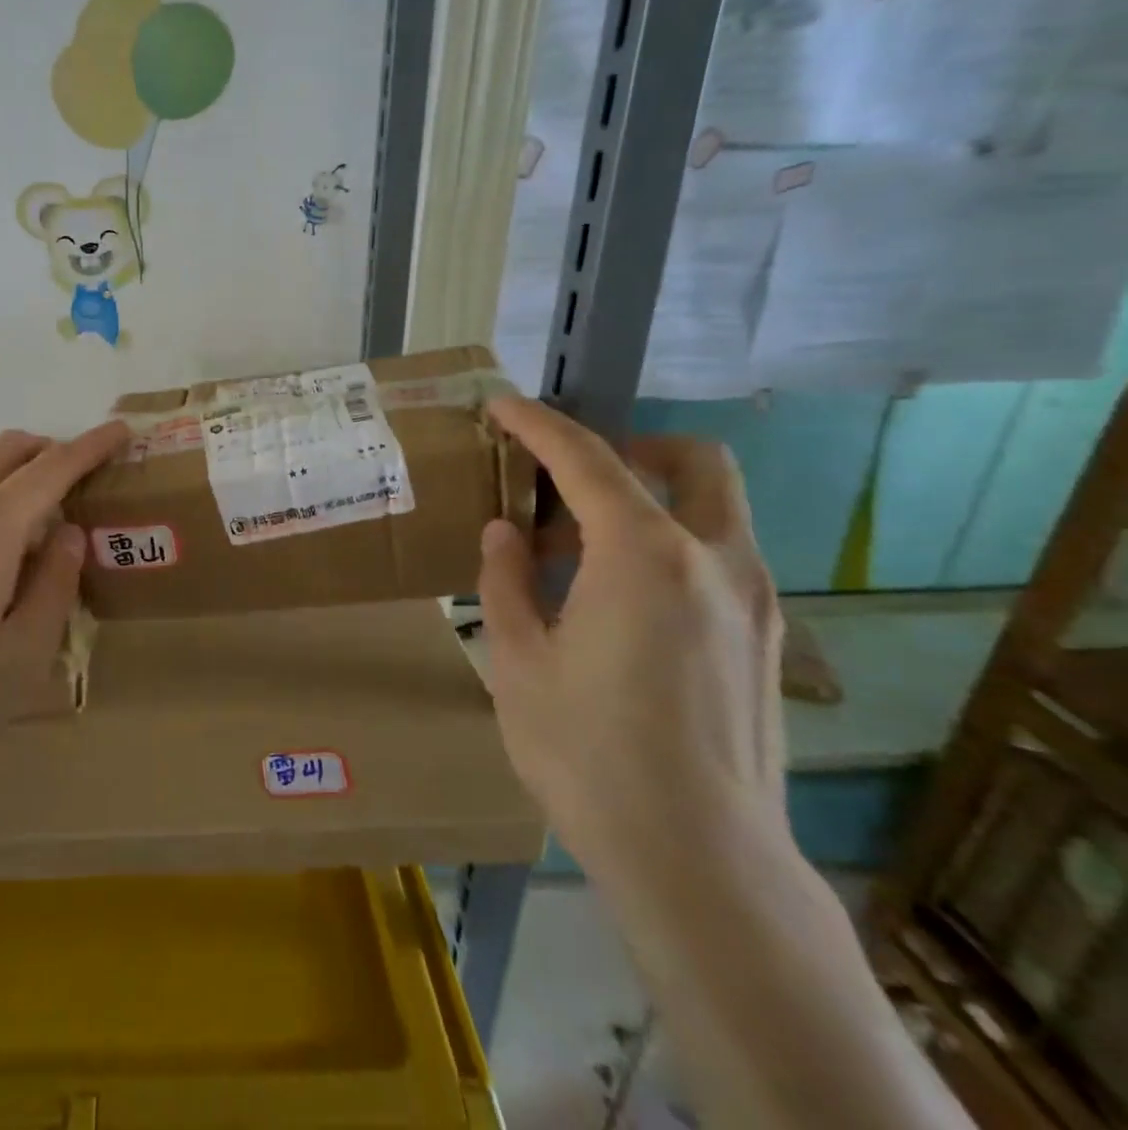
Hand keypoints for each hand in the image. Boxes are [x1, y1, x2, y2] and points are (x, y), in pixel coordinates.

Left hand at [0, 424, 129, 812]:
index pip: (53, 467)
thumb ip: (56, 583)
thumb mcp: (25, 654)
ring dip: (5, 458)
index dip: (92, 446)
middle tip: (80, 476)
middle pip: (6, 449)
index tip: (122, 430)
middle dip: (50, 449)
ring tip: (28, 492)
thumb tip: (69, 533)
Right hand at [476, 394, 785, 875]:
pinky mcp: (767, 644)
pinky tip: (619, 604)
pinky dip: (670, 548)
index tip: (502, 406)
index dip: (538, 425)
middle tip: (573, 476)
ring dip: (648, 502)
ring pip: (715, 511)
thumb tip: (506, 534)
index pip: (587, 460)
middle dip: (633, 447)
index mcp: (643, 555)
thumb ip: (505, 581)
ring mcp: (755, 603)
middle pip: (695, 461)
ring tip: (577, 556)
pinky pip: (718, 560)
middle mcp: (714, 561)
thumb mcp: (516, 660)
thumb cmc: (588, 754)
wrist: (701, 863)